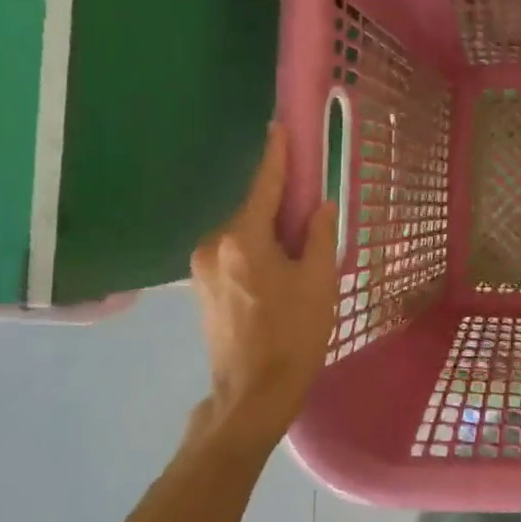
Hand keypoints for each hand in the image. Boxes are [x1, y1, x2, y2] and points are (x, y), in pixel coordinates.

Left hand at [189, 124, 338, 444]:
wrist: (252, 395)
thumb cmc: (293, 336)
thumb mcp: (319, 282)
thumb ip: (318, 235)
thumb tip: (319, 205)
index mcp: (243, 239)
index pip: (263, 185)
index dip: (276, 155)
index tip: (279, 126)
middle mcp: (214, 245)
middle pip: (253, 210)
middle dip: (280, 206)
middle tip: (309, 213)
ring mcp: (202, 267)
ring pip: (243, 234)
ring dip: (269, 233)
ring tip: (297, 257)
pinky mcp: (201, 287)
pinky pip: (234, 253)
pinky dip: (256, 252)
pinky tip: (277, 274)